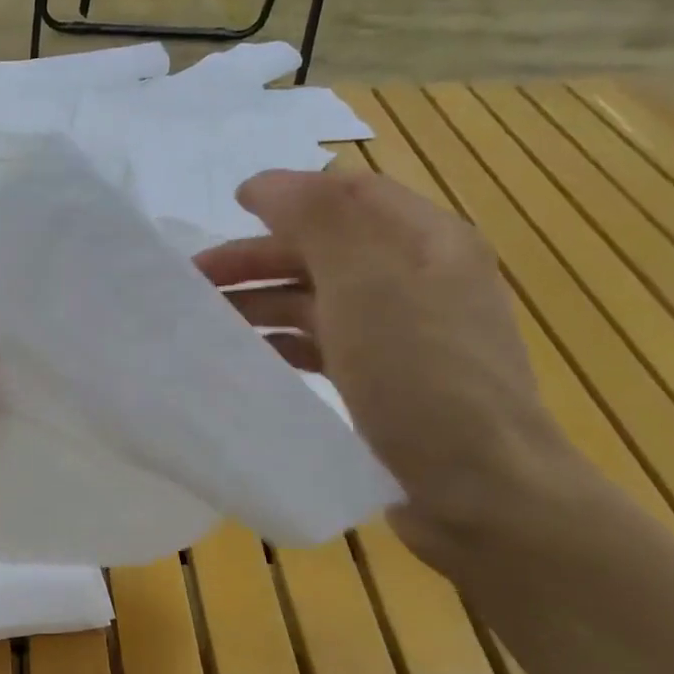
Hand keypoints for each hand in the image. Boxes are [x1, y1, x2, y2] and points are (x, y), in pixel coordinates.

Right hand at [196, 168, 586, 568]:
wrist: (478, 488)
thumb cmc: (420, 375)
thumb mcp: (369, 282)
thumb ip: (318, 219)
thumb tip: (265, 184)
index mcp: (426, 242)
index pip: (348, 196)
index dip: (287, 195)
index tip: (227, 208)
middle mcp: (417, 280)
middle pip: (325, 250)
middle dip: (258, 257)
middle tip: (195, 279)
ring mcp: (403, 335)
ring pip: (318, 300)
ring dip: (262, 302)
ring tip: (208, 323)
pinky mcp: (386, 382)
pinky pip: (322, 345)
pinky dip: (282, 342)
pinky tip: (249, 358)